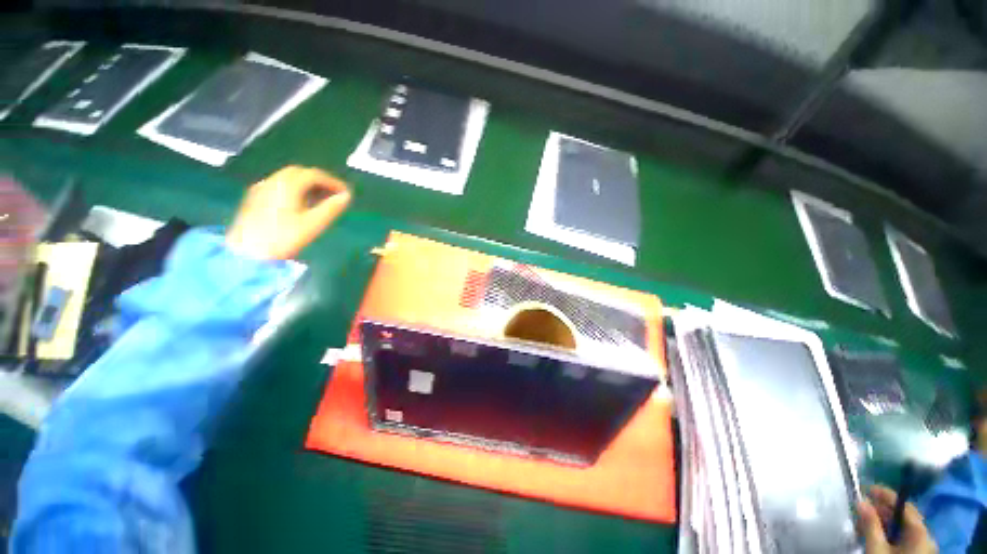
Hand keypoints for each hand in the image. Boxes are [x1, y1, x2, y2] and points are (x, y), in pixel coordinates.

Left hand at [226, 166, 350, 259]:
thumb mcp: (313, 224)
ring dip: (307, 185)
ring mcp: (261, 189)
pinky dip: (294, 190)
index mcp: (287, 184)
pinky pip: (278, 186)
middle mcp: (272, 181)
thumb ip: (331, 208)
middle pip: (299, 173)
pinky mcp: (254, 198)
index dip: (333, 182)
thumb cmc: (283, 238)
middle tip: (334, 194)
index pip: (314, 175)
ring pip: (287, 179)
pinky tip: (300, 204)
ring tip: (320, 200)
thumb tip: (347, 196)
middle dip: (319, 181)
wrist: (247, 254)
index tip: (346, 193)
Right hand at [858, 486, 937, 553]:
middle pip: (903, 518)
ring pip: (902, 529)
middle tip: (861, 508)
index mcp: (920, 532)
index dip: (886, 495)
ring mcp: (922, 548)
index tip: (867, 489)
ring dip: (883, 522)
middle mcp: (926, 537)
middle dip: (882, 511)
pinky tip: (875, 536)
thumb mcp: (877, 549)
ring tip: (864, 522)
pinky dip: (888, 534)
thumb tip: (860, 501)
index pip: (904, 506)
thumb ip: (870, 524)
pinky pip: (903, 538)